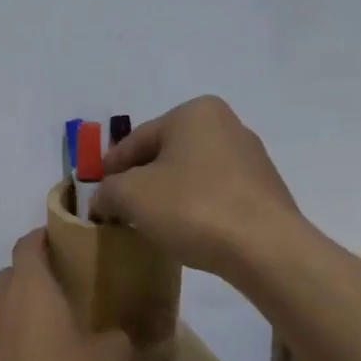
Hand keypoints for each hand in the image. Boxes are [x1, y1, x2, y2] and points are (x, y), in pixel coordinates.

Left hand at [0, 230, 130, 360]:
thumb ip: (116, 341)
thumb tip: (119, 337)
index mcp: (28, 285)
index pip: (30, 243)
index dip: (47, 238)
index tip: (70, 244)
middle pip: (13, 276)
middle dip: (38, 280)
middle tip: (70, 295)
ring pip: (1, 310)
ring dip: (22, 315)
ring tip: (53, 337)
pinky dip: (10, 347)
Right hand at [90, 96, 298, 276]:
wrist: (264, 247)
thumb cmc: (192, 207)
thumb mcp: (131, 196)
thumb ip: (107, 191)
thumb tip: (102, 200)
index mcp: (194, 113)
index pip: (137, 140)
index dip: (110, 168)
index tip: (96, 194)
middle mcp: (226, 124)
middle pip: (166, 154)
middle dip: (141, 181)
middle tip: (120, 209)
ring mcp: (250, 157)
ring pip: (191, 174)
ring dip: (168, 195)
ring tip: (151, 223)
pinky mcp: (264, 190)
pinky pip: (215, 194)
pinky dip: (195, 208)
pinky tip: (186, 230)